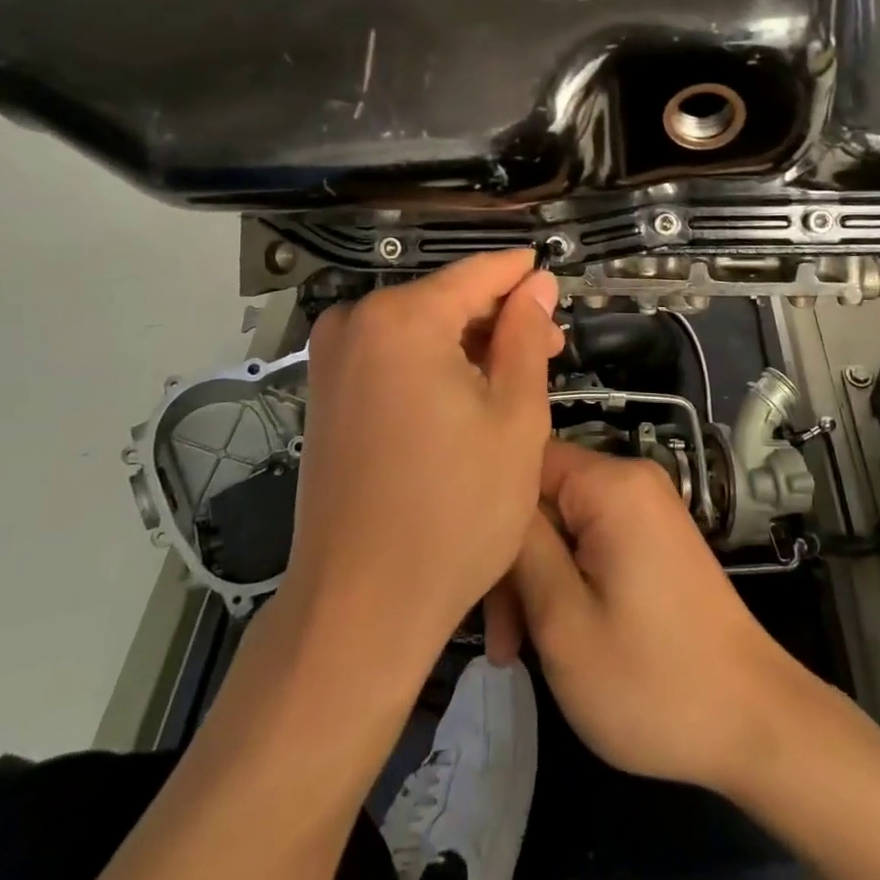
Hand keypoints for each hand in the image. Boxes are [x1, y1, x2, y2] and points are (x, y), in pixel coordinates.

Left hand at [291, 250, 562, 670]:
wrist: (360, 606)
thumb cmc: (455, 510)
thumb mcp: (515, 417)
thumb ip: (526, 336)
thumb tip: (537, 283)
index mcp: (403, 318)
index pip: (478, 273)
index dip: (522, 275)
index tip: (555, 283)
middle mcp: (356, 321)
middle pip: (446, 299)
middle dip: (499, 318)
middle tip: (549, 350)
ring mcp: (332, 358)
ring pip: (420, 327)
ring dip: (468, 344)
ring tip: (515, 378)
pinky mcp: (325, 392)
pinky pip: (391, 355)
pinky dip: (432, 364)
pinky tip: (466, 396)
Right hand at [510, 440, 804, 794]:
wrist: (754, 723)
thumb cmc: (651, 680)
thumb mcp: (565, 622)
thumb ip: (522, 550)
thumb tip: (496, 502)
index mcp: (612, 485)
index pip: (526, 461)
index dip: (492, 512)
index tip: (474, 574)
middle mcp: (631, 480)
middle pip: (544, 498)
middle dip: (515, 563)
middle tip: (500, 641)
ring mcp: (646, 510)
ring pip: (563, 525)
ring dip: (536, 581)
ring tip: (518, 653)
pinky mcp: (653, 539)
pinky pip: (591, 541)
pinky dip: (568, 582)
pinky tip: (554, 636)